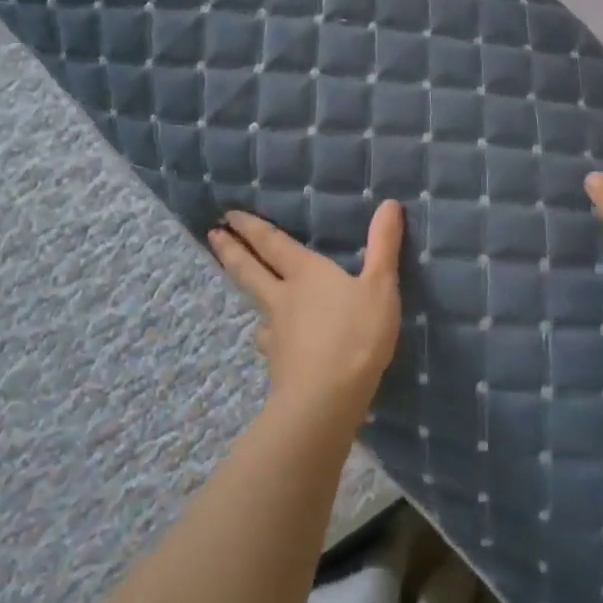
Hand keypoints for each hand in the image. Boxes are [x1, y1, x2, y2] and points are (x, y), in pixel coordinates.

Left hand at [207, 203, 403, 429]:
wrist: (325, 400)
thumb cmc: (356, 335)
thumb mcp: (380, 285)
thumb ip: (383, 245)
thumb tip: (389, 202)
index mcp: (305, 273)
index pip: (272, 244)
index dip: (252, 227)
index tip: (229, 215)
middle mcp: (283, 298)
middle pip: (250, 270)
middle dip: (231, 251)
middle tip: (212, 235)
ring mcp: (276, 334)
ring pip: (256, 306)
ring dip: (247, 292)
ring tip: (244, 289)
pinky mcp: (278, 364)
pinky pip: (269, 340)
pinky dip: (268, 333)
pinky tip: (271, 340)